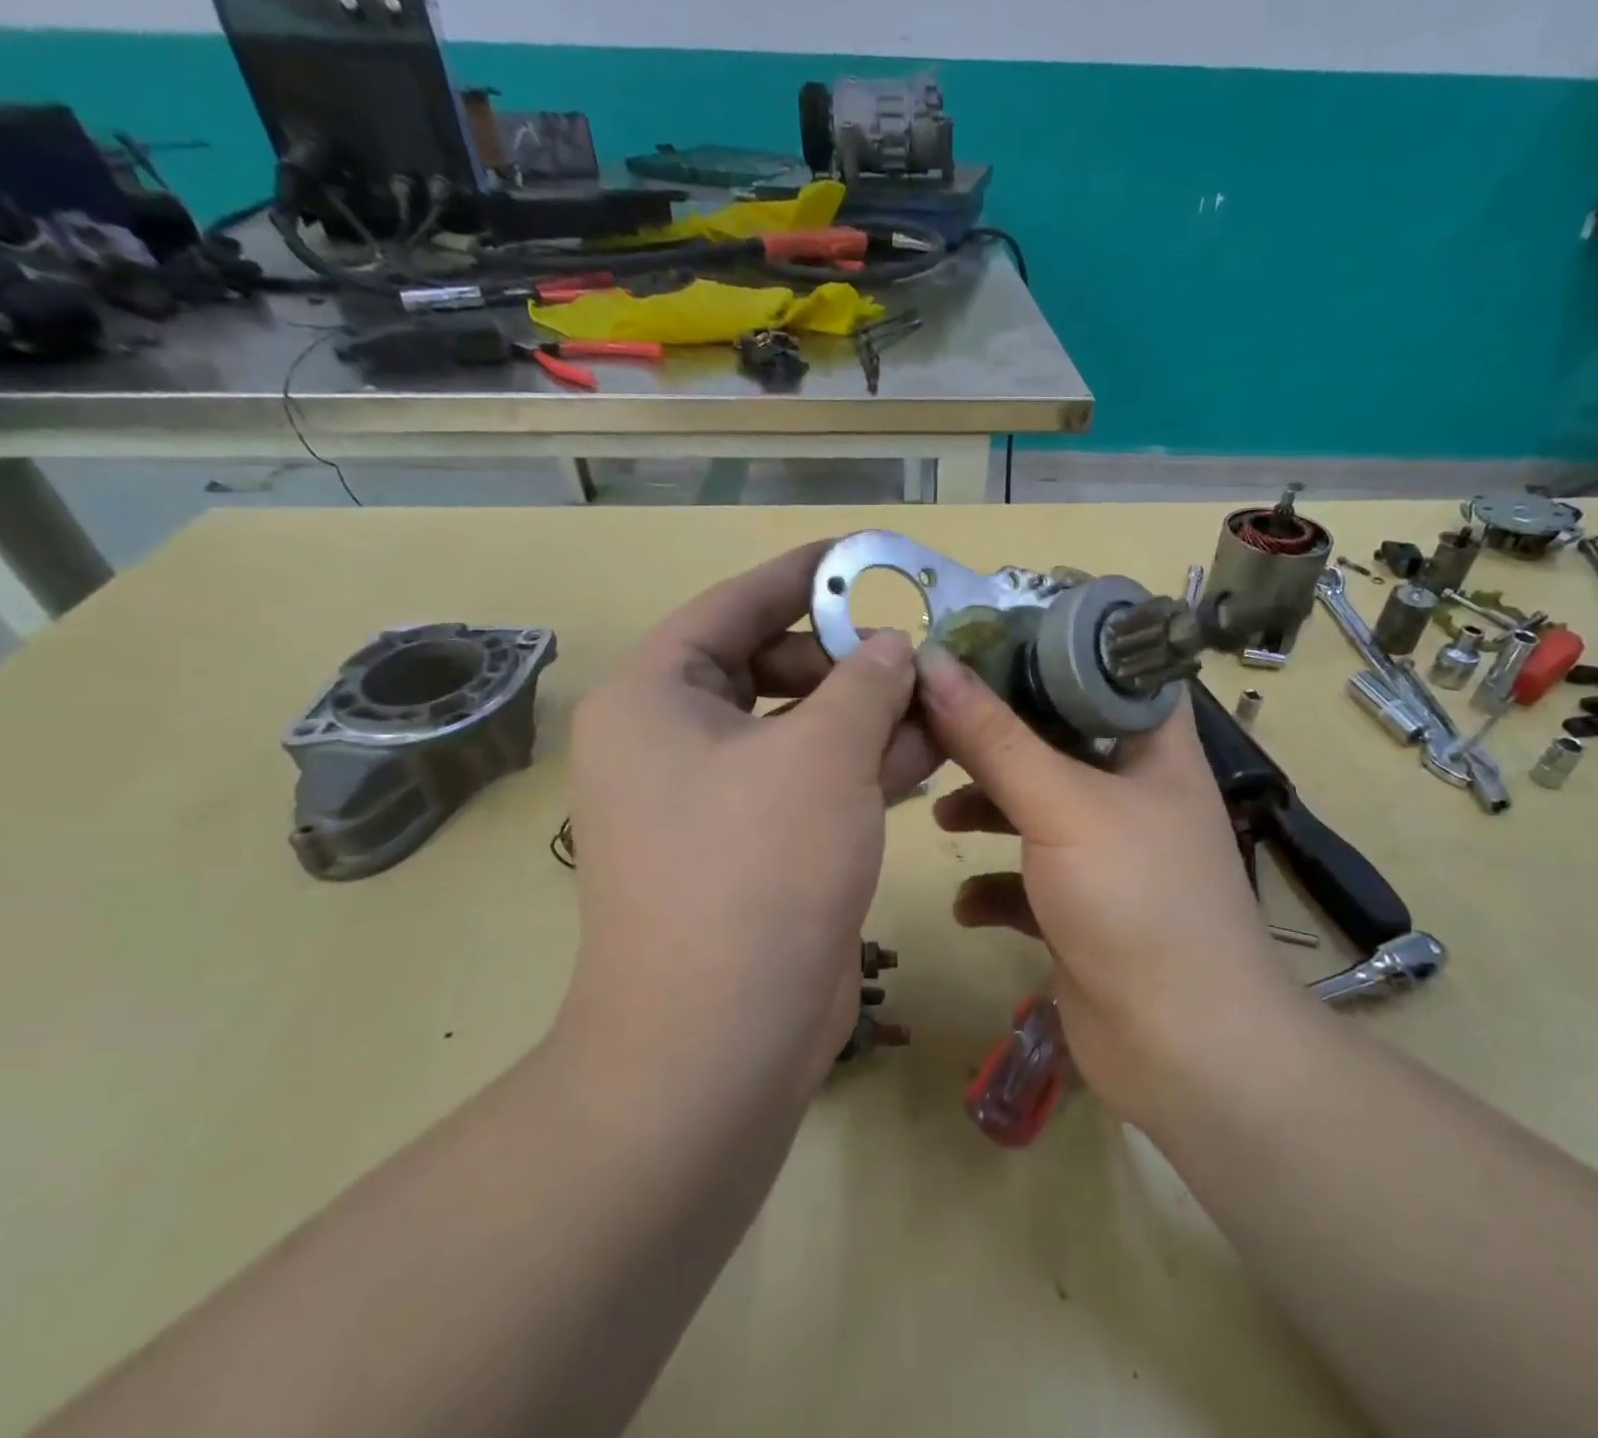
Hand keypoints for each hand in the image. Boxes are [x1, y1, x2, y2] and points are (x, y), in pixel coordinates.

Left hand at [557, 543, 937, 1101]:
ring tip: (940, 693)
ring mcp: (715, 800)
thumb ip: (864, 684)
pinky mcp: (755, 848)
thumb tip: (891, 648)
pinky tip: (931, 749)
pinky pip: (812, 782)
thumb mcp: (822, 754)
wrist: (720, 1040)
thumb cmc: (758, 869)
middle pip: (770, 667)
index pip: (734, 606)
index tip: (863, 556)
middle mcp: (674, 742)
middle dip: (849, 658)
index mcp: (657, 698)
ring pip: (801, 729)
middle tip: (919, 649)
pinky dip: (865, 765)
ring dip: (868, 713)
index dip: (802, 577)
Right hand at [916, 648, 1303, 1127]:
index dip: (1049, 649)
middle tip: (936, 723)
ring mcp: (1108, 854)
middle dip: (996, 737)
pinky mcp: (1083, 910)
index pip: (1107, 672)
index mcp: (1152, 749)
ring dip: (988, 810)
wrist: (1182, 1048)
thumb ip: (996, 739)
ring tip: (941, 814)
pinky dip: (995, 885)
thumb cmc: (1136, 900)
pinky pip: (1028, 880)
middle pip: (1056, 740)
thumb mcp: (1062, 806)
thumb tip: (934, 665)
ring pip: (1036, 809)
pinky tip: (967, 905)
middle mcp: (1133, 793)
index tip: (981, 640)